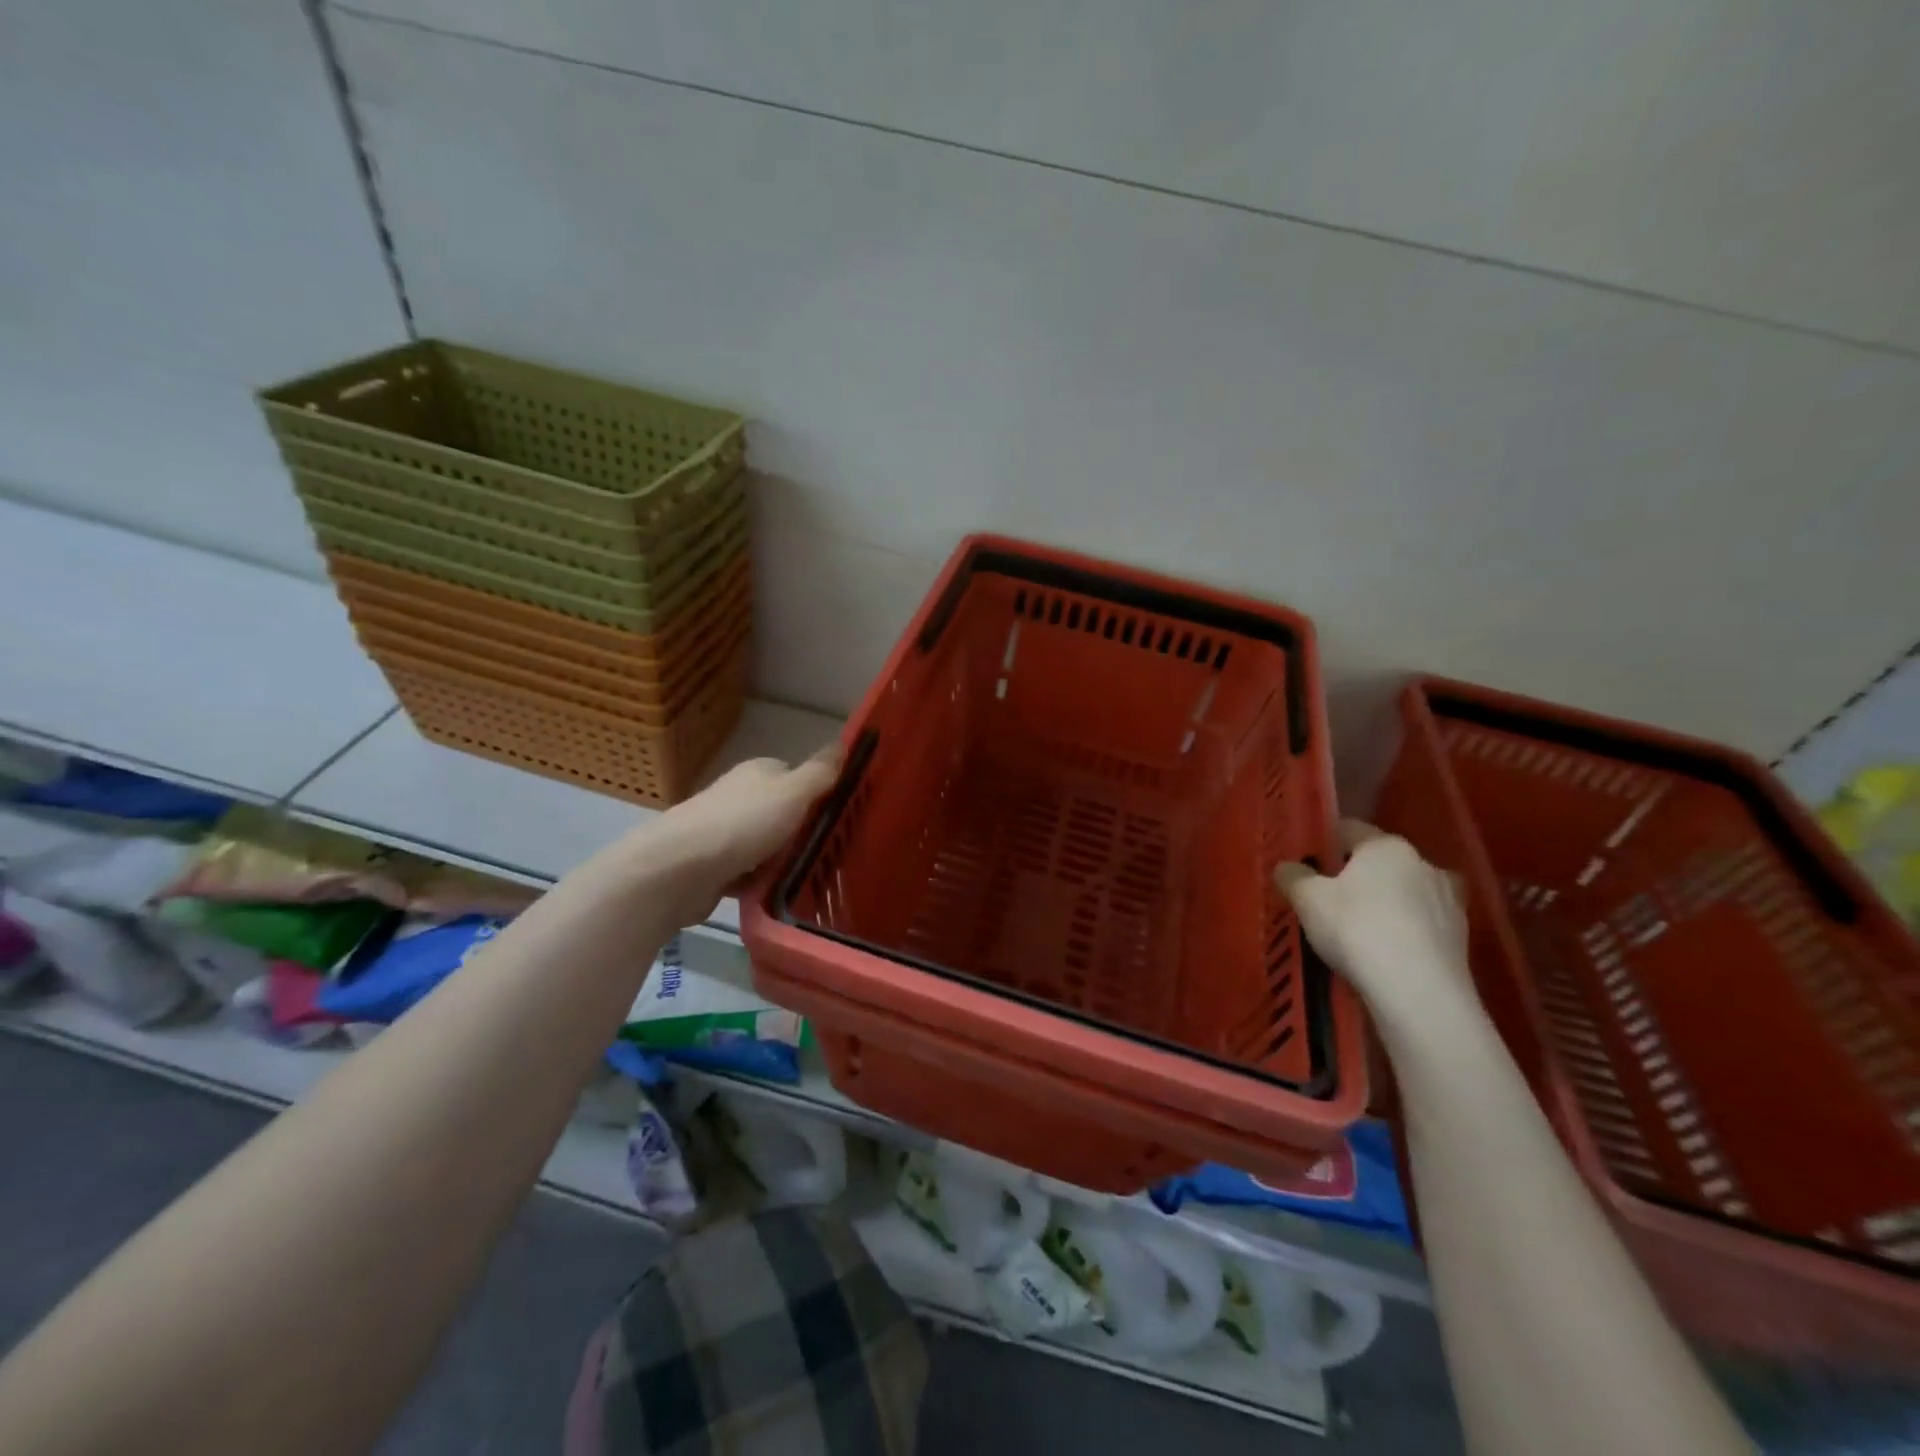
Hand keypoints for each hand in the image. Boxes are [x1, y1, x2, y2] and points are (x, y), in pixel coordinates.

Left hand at [650, 746, 843, 923]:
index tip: (839, 818)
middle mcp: (739, 796)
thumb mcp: (794, 792)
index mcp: (758, 772)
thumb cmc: (743, 823)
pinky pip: (747, 873)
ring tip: (808, 878)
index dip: (817, 795)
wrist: (680, 869)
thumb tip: (844, 743)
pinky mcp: (712, 866)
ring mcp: (723, 832)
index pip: (796, 777)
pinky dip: (760, 883)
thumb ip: (821, 772)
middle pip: (782, 813)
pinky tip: (776, 895)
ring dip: (782, 861)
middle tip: (828, 853)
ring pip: (766, 845)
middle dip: (801, 833)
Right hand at [1275, 820, 1478, 1032]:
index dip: (1326, 842)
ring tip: (1361, 929)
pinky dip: (1405, 931)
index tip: (1309, 862)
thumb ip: (1293, 877)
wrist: (1418, 991)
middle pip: (1382, 862)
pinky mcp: (1461, 938)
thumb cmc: (1356, 929)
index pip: (1350, 830)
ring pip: (1407, 892)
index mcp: (1385, 846)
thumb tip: (1286, 867)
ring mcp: (1449, 901)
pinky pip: (1423, 924)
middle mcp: (1423, 863)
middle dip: (1358, 875)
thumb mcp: (1307, 900)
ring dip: (1387, 903)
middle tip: (1331, 898)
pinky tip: (1386, 953)